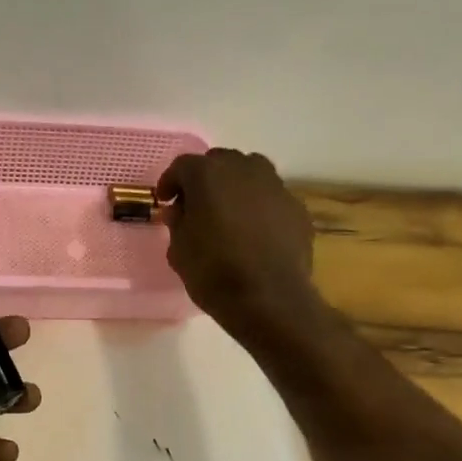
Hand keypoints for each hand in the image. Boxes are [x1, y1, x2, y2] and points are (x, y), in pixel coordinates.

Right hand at [158, 149, 315, 325]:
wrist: (268, 298)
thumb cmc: (213, 273)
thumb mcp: (179, 250)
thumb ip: (177, 222)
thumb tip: (180, 209)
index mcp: (208, 175)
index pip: (182, 166)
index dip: (170, 183)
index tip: (165, 201)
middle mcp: (244, 169)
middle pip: (219, 162)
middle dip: (204, 180)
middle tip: (196, 206)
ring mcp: (275, 185)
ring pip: (250, 173)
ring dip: (235, 187)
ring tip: (228, 215)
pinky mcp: (296, 207)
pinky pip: (271, 198)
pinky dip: (258, 207)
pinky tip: (254, 233)